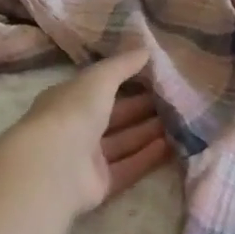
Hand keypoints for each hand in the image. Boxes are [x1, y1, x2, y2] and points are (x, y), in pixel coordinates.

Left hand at [1, 47, 171, 214]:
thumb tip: (146, 49)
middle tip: (176, 100)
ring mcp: (85, 158)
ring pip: (123, 142)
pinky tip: (172, 146)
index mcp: (68, 100)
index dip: (125, 81)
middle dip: (142, 108)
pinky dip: (147, 157)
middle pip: (114, 117)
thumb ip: (122, 65)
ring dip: (149, 132)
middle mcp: (75, 128)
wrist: (53, 166)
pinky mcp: (99, 184)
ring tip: (181, 121)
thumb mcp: (99, 79)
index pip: (99, 88)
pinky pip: (127, 167)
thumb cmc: (72, 112)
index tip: (156, 77)